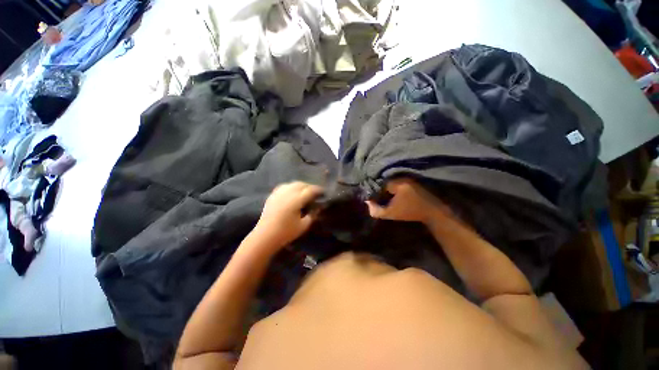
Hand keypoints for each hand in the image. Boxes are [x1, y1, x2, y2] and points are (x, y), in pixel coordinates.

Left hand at [252, 182, 322, 250]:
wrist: (265, 236)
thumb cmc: (286, 232)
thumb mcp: (303, 225)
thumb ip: (312, 215)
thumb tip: (317, 208)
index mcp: (297, 199)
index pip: (310, 190)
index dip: (318, 190)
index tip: (323, 192)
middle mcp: (288, 192)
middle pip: (301, 184)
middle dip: (310, 187)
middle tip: (315, 192)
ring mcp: (279, 193)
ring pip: (292, 183)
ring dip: (301, 185)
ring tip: (304, 191)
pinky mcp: (273, 195)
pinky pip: (284, 186)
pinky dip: (291, 187)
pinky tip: (292, 192)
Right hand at [365, 178, 449, 223]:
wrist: (433, 213)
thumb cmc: (410, 213)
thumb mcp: (391, 213)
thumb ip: (377, 210)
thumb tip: (367, 203)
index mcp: (397, 184)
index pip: (381, 184)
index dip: (378, 192)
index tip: (379, 199)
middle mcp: (404, 178)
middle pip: (388, 183)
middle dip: (385, 190)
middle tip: (384, 199)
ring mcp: (411, 180)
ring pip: (396, 183)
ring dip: (392, 190)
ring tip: (391, 198)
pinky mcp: (416, 183)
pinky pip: (403, 184)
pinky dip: (399, 189)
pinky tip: (400, 197)